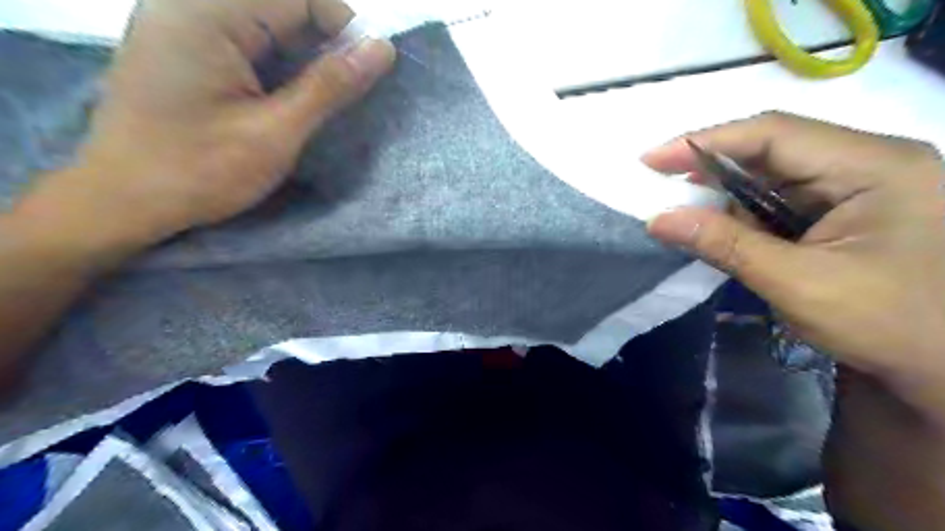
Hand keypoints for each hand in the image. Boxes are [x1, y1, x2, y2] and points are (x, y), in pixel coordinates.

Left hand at [18, 0, 395, 248]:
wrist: (125, 201)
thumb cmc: (202, 171)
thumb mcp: (277, 132)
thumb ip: (330, 86)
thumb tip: (382, 49)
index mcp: (205, 14)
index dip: (342, 27)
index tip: (364, 72)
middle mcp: (186, 4)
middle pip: (280, 5)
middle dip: (322, 43)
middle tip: (337, 95)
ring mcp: (179, 22)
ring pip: (264, 22)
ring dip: (300, 56)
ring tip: (310, 101)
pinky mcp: (181, 46)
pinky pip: (243, 38)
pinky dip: (275, 64)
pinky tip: (281, 98)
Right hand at [647, 113, 944, 427]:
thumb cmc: (888, 326)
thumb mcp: (796, 283)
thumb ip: (724, 244)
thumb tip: (657, 220)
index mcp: (874, 167)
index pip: (774, 134)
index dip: (706, 142)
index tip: (653, 159)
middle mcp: (869, 163)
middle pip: (772, 149)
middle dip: (712, 168)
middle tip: (662, 184)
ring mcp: (860, 186)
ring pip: (773, 175)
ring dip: (726, 194)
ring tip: (685, 211)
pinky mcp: (848, 210)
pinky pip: (783, 199)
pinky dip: (745, 214)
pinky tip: (721, 228)